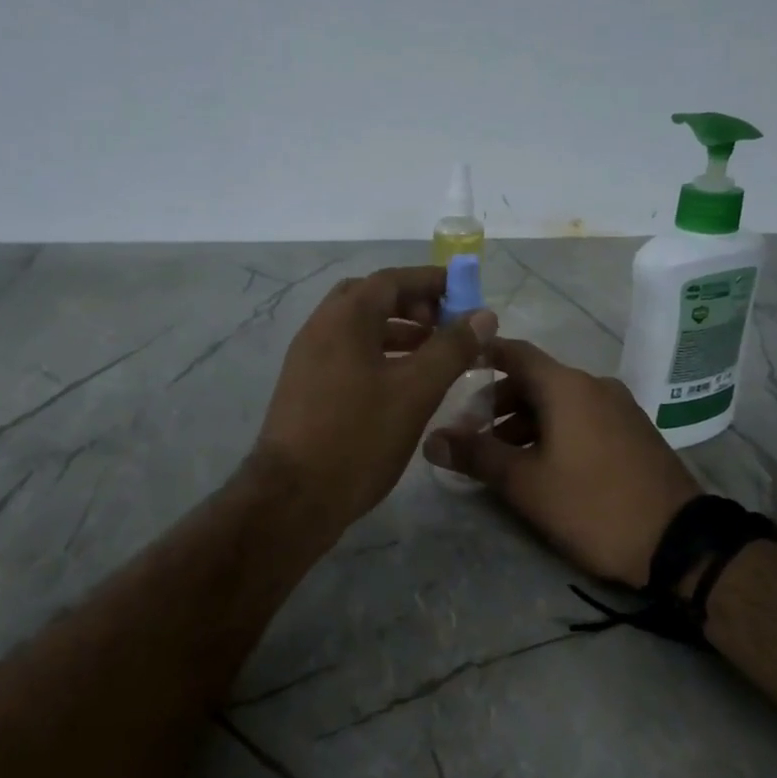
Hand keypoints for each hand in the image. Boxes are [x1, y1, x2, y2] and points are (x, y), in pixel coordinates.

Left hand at [255, 266, 496, 530]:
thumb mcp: (415, 391)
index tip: (465, 293)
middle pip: (369, 299)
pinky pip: (345, 354)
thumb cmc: (359, 437)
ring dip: (395, 331)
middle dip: (411, 304)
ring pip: (356, 329)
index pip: (391, 280)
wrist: (294, 497)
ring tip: (432, 355)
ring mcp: (306, 359)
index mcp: (344, 318)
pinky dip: (376, 355)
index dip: (431, 282)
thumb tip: (483, 315)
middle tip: (444, 325)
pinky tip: (399, 384)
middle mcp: (319, 328)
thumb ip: (451, 349)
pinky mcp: (304, 388)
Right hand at [423, 337, 700, 585]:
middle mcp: (594, 386)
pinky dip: (554, 430)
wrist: (677, 541)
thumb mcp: (525, 483)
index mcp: (567, 387)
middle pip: (535, 379)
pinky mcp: (633, 432)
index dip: (482, 356)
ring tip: (502, 457)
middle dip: (498, 402)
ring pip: (559, 402)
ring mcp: (619, 408)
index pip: (515, 353)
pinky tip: (542, 465)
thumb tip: (431, 439)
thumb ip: (476, 455)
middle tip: (471, 433)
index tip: (454, 368)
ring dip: (525, 421)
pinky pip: (583, 418)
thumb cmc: (591, 505)